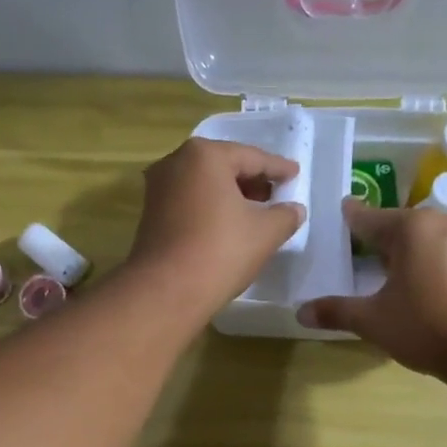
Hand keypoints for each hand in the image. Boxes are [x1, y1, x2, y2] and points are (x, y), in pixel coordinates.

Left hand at [125, 137, 304, 320]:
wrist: (167, 290)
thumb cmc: (221, 251)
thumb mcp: (266, 232)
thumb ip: (285, 215)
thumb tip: (294, 209)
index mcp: (205, 155)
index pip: (252, 157)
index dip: (278, 167)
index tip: (295, 173)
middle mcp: (176, 162)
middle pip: (224, 166)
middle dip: (252, 180)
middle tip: (276, 193)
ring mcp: (159, 188)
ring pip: (205, 184)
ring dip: (231, 195)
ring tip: (256, 211)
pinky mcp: (151, 213)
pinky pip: (191, 201)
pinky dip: (212, 207)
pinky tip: (229, 225)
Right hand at [298, 200, 446, 379]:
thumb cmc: (427, 327)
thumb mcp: (373, 321)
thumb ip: (336, 311)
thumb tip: (301, 312)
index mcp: (411, 227)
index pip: (366, 218)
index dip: (346, 221)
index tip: (331, 218)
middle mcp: (437, 223)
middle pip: (393, 226)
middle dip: (370, 238)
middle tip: (345, 251)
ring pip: (416, 239)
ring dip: (395, 251)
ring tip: (371, 269)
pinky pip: (434, 251)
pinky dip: (416, 261)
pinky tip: (404, 283)